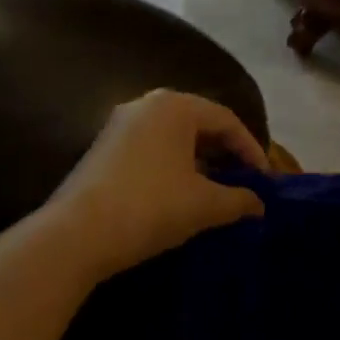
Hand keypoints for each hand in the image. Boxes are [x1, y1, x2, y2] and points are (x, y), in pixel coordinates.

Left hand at [49, 90, 269, 281]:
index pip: (226, 120)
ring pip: (173, 135)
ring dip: (198, 159)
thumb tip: (259, 204)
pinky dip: (172, 164)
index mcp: (176, 105)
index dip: (250, 149)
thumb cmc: (149, 207)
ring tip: (215, 188)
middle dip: (224, 152)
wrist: (74, 235)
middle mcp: (147, 103)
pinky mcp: (103, 146)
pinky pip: (151, 146)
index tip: (264, 180)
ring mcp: (120, 123)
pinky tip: (178, 192)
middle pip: (199, 122)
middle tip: (243, 180)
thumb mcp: (203, 205)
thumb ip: (238, 200)